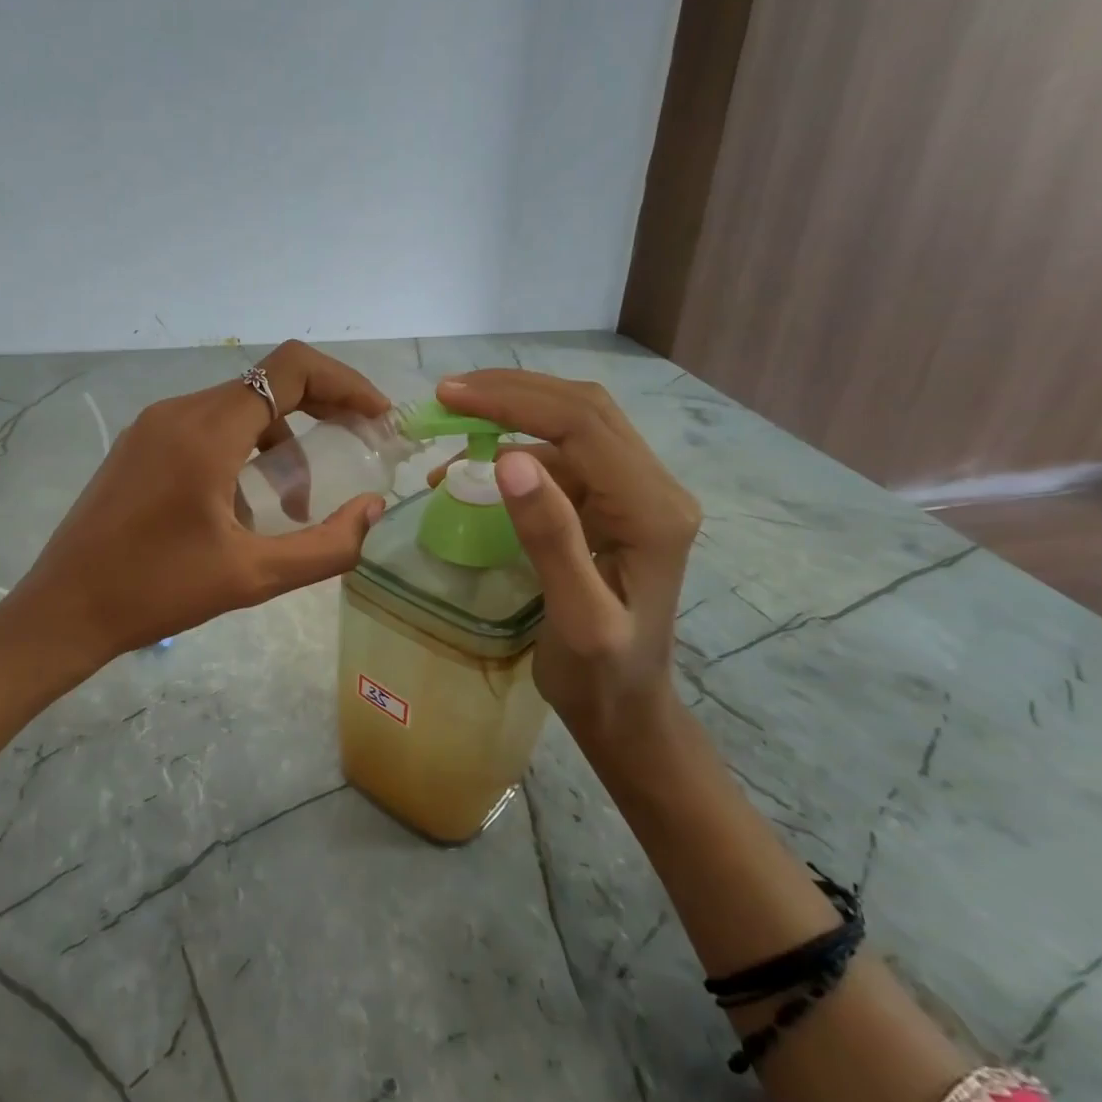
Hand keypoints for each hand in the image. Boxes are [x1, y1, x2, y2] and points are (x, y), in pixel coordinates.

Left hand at [0, 341, 392, 667]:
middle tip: (356, 448)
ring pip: (237, 408)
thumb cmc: (157, 592)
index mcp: (206, 431)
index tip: (377, 418)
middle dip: (321, 410)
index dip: (345, 383)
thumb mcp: (253, 576)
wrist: (64, 609)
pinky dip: (243, 450)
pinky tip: (242, 506)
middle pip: (268, 384)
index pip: (291, 369)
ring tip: (292, 504)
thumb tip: (371, 509)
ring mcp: (152, 425)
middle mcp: (178, 411)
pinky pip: (207, 428)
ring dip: (280, 440)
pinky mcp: (139, 445)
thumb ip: (327, 545)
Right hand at [430, 371, 700, 747]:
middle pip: (583, 409)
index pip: (582, 425)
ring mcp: (636, 493)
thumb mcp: (575, 617)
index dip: (513, 401)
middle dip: (512, 392)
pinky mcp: (614, 504)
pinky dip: (516, 445)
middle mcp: (654, 488)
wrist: (627, 709)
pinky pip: (565, 455)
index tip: (450, 396)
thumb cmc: (600, 675)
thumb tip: (509, 457)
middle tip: (446, 395)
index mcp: (652, 510)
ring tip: (454, 418)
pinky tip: (475, 464)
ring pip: (575, 423)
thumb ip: (550, 537)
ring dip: (514, 411)